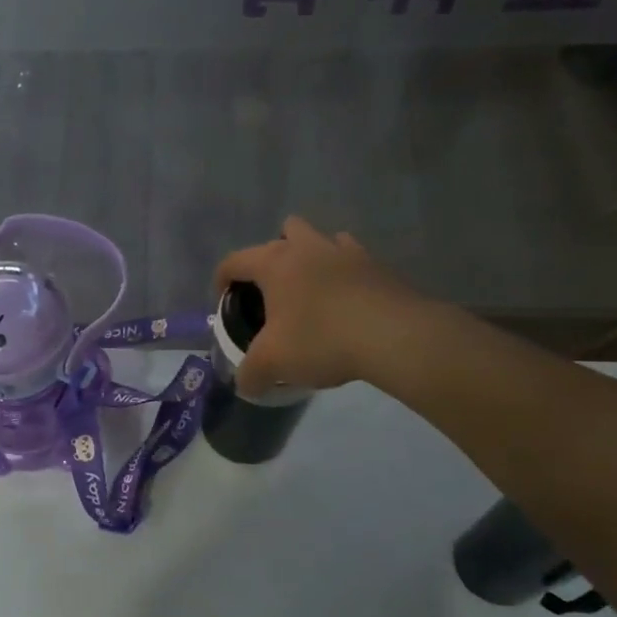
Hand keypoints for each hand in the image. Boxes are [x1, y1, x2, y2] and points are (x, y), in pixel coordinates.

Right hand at [214, 216, 437, 397]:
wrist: (394, 336)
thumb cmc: (321, 339)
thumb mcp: (272, 363)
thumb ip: (250, 374)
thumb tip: (244, 385)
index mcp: (275, 262)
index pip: (234, 260)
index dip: (222, 279)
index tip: (224, 301)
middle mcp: (309, 247)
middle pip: (285, 231)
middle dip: (275, 254)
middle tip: (273, 290)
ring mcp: (348, 252)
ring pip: (323, 240)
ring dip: (313, 258)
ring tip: (312, 292)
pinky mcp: (379, 267)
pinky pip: (354, 260)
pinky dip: (345, 274)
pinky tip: (346, 301)